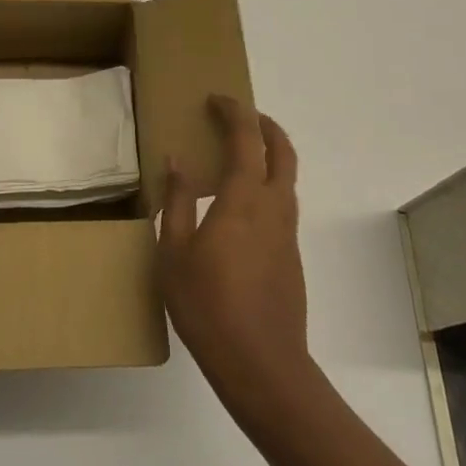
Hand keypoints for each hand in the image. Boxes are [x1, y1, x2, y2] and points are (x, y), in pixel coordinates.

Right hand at [158, 95, 314, 418]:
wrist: (263, 367)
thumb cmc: (209, 306)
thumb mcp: (174, 253)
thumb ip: (177, 201)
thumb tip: (177, 161)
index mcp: (245, 197)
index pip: (246, 136)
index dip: (234, 110)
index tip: (216, 98)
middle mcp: (274, 206)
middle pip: (282, 150)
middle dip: (265, 124)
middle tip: (241, 115)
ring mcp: (287, 233)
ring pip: (287, 177)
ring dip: (269, 154)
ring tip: (238, 156)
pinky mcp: (291, 256)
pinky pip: (282, 204)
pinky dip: (267, 185)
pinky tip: (239, 208)